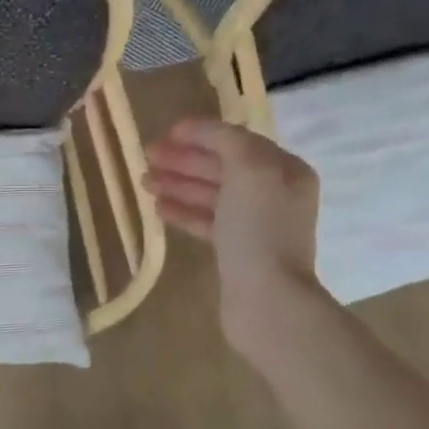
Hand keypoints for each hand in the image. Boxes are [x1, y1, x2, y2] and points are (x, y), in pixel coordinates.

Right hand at [143, 118, 331, 365]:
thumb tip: (199, 131)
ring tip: (144, 182)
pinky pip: (206, 221)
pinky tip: (158, 209)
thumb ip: (224, 140)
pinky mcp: (237, 251)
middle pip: (222, 167)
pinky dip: (183, 211)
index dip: (202, 134)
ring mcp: (255, 224)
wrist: (266, 297)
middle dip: (184, 160)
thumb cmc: (257, 227)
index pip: (237, 142)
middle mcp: (273, 193)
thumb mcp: (248, 168)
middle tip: (146, 157)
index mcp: (284, 170)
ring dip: (178, 184)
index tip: (166, 133)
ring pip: (211, 195)